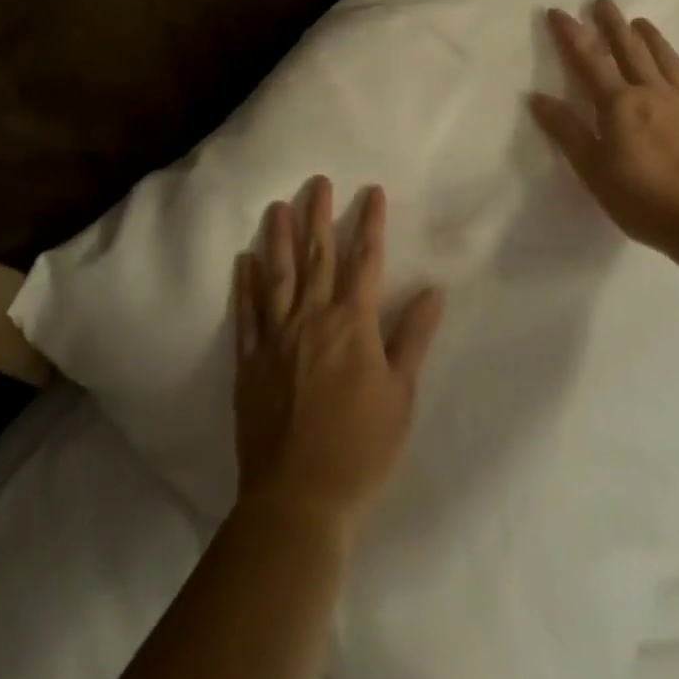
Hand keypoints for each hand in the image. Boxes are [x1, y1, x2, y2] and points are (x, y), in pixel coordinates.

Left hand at [232, 179, 443, 536]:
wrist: (298, 496)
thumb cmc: (361, 448)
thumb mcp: (401, 396)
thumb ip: (413, 338)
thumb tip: (434, 290)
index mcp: (353, 324)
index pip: (365, 261)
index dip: (370, 223)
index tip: (371, 191)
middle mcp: (313, 318)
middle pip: (317, 256)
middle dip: (319, 215)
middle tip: (317, 181)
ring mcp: (276, 336)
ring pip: (278, 274)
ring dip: (278, 238)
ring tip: (277, 206)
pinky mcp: (250, 359)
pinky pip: (246, 312)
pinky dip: (245, 284)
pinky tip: (243, 260)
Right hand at [530, 0, 678, 255]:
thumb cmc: (647, 201)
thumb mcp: (594, 172)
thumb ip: (568, 132)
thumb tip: (537, 97)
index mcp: (620, 104)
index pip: (589, 59)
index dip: (572, 34)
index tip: (559, 11)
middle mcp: (653, 92)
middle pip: (629, 48)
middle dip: (612, 23)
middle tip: (602, 0)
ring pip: (664, 57)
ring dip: (648, 36)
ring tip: (638, 21)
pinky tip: (677, 61)